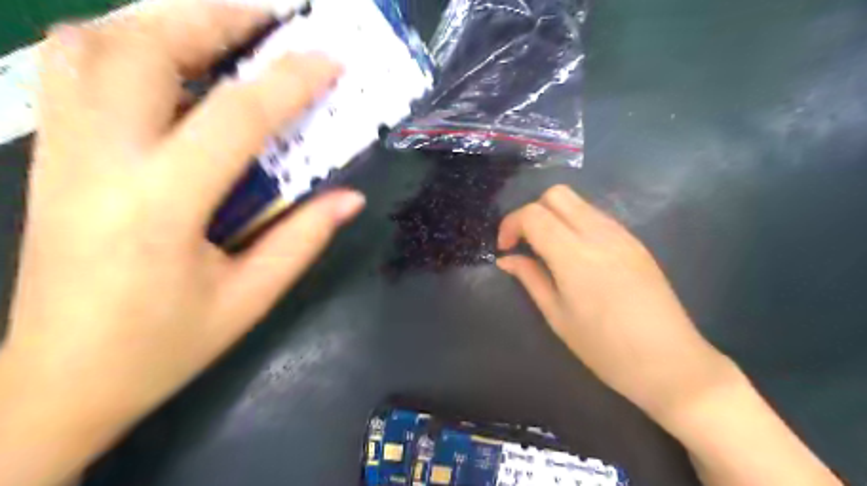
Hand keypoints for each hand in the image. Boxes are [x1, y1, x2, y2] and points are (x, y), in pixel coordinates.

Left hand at [1, 0, 364, 481]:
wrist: (54, 383)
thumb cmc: (164, 347)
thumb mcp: (250, 299)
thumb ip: (302, 240)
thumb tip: (350, 197)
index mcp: (162, 207)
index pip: (235, 118)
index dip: (289, 82)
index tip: (329, 60)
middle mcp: (100, 163)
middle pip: (142, 49)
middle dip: (213, 18)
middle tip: (269, 19)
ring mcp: (61, 154)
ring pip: (93, 45)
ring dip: (164, 22)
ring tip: (221, 31)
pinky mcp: (50, 159)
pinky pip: (74, 71)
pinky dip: (124, 44)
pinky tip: (169, 65)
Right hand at [498, 185, 733, 416]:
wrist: (671, 363)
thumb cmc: (605, 348)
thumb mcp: (557, 316)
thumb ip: (530, 278)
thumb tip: (507, 259)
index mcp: (574, 256)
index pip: (533, 214)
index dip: (511, 224)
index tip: (506, 249)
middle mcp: (599, 234)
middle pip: (557, 194)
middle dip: (532, 212)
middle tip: (526, 243)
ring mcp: (621, 235)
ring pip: (578, 202)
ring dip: (554, 216)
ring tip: (549, 250)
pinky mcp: (635, 241)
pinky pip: (597, 216)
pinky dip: (575, 224)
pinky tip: (576, 255)